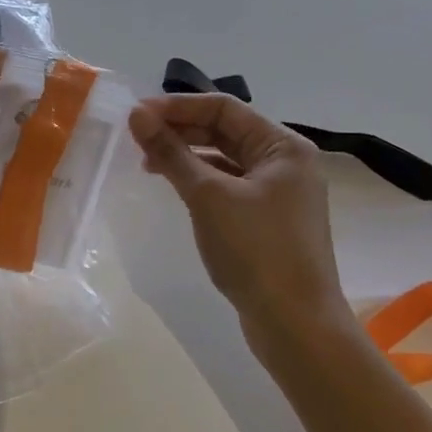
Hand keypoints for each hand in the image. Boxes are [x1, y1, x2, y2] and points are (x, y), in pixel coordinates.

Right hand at [129, 94, 352, 342]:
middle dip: (180, 130)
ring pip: (225, 160)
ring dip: (187, 155)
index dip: (177, 106)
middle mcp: (286, 163)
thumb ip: (171, 153)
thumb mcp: (208, 197)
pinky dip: (200, 181)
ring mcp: (279, 194)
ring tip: (147, 163)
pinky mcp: (268, 221)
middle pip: (226, 131)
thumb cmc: (255, 250)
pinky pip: (229, 186)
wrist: (295, 324)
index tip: (136, 115)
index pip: (224, 108)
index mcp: (283, 146)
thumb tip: (137, 115)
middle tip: (136, 137)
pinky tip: (175, 188)